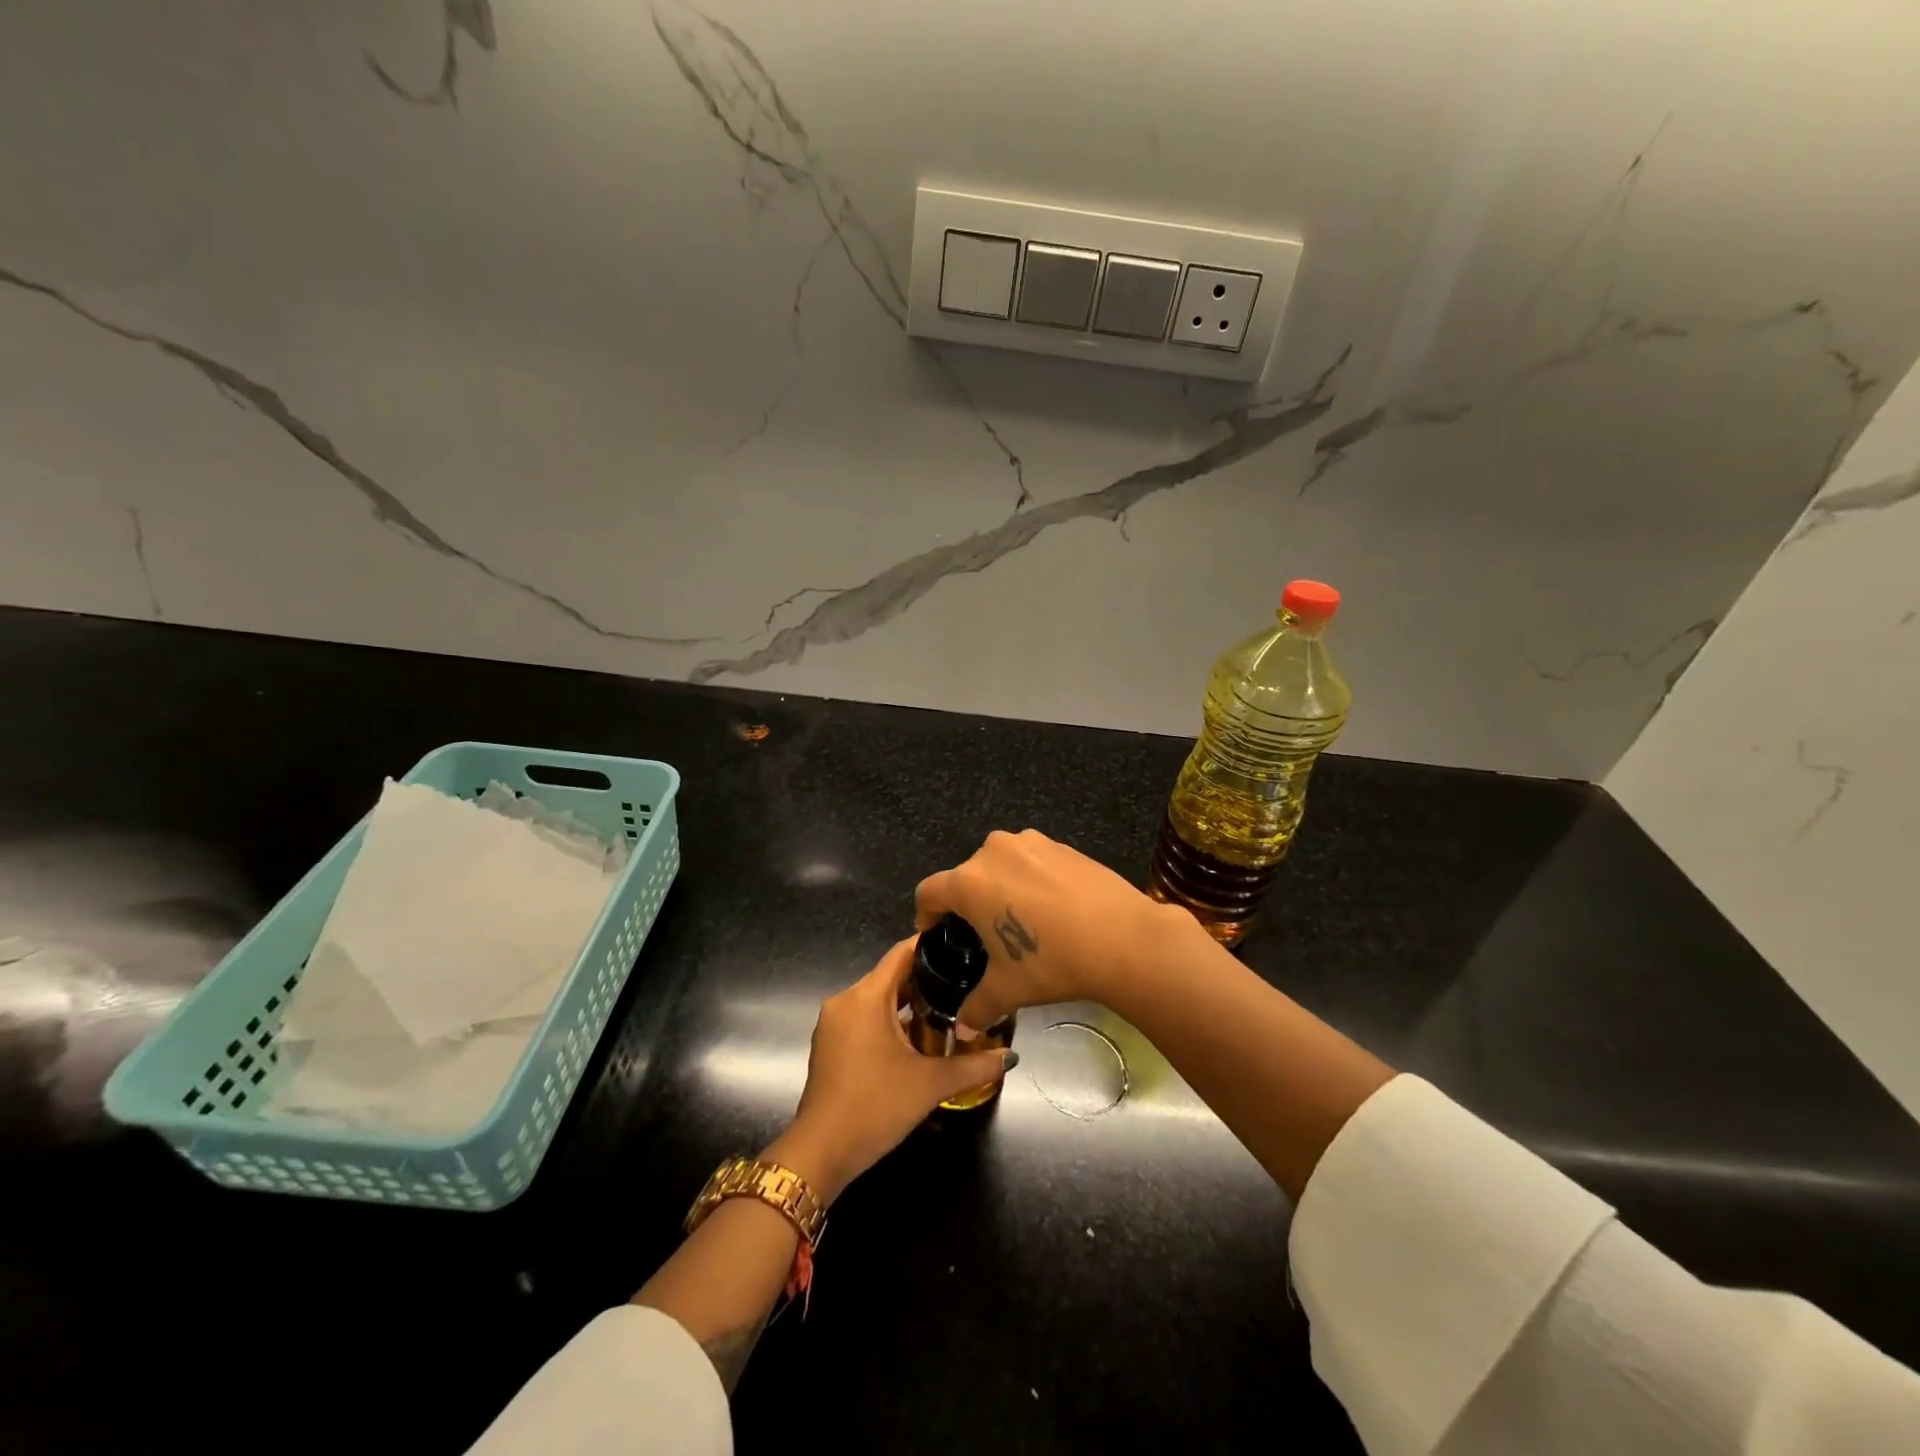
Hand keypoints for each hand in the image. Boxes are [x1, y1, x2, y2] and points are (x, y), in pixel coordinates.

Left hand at [772, 938, 1012, 1202]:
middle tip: (965, 982)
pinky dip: (888, 1019)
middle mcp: (845, 1000)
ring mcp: (833, 1022)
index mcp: (866, 996)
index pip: (902, 953)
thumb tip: (1011, 1056)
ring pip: (876, 998)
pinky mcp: (829, 1043)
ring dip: (907, 1002)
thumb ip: (974, 1066)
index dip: (932, 945)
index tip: (963, 945)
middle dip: (926, 977)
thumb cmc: (875, 1107)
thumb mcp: (930, 1084)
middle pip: (890, 975)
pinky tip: (916, 1036)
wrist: (821, 1152)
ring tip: (947, 1007)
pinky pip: (863, 1017)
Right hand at [914, 828, 1203, 1031]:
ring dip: (1000, 886)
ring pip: (1000, 863)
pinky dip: (1030, 879)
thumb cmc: (1052, 962)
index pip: (929, 891)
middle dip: (967, 902)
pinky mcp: (1061, 844)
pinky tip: (1051, 908)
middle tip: (982, 934)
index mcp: (970, 882)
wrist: (1123, 939)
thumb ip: (976, 1006)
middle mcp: (993, 852)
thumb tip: (961, 1030)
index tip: (934, 931)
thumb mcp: (1008, 989)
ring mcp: (1030, 843)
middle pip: (966, 875)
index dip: (926, 914)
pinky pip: (1031, 860)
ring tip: (1019, 918)